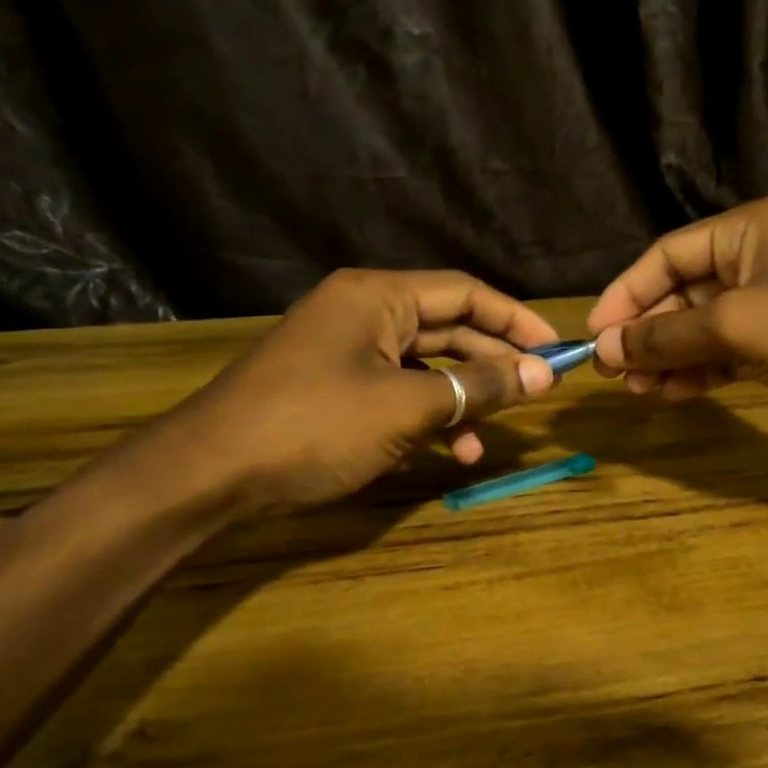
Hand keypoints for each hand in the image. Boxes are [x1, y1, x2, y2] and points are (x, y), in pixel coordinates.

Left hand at [147, 269, 559, 511]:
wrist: (210, 474)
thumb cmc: (314, 425)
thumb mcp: (406, 406)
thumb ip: (478, 387)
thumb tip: (542, 375)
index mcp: (378, 296)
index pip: (466, 292)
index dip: (516, 320)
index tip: (556, 351)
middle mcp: (364, 313)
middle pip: (449, 327)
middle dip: (494, 363)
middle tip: (539, 392)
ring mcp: (347, 352)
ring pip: (427, 367)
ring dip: (463, 400)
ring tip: (490, 438)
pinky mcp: (336, 389)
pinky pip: (399, 393)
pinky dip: (428, 418)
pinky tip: (449, 453)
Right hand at [586, 197, 767, 455]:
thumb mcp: (737, 324)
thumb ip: (666, 335)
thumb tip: (605, 350)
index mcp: (750, 228)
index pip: (668, 254)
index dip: (626, 293)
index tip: (595, 336)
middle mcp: (759, 258)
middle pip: (682, 292)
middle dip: (647, 332)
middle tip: (614, 374)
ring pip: (703, 327)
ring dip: (669, 357)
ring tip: (639, 392)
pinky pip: (727, 352)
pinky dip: (700, 371)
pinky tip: (674, 394)